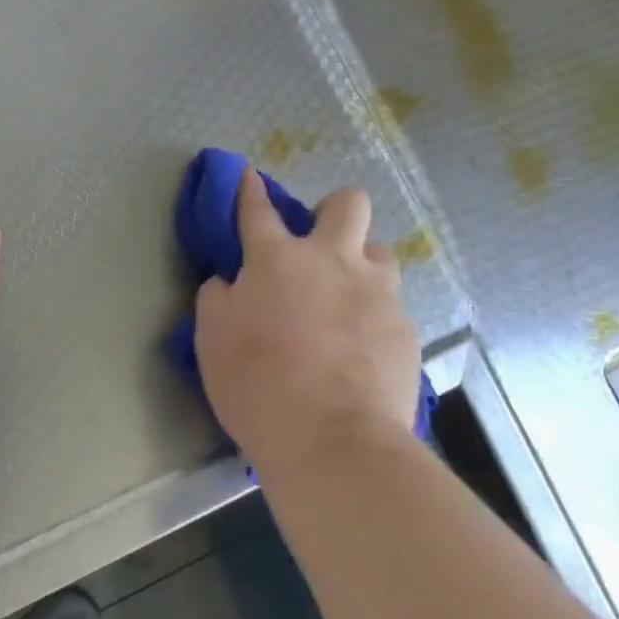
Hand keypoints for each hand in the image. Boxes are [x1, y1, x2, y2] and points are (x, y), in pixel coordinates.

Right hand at [194, 172, 421, 475]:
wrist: (333, 441)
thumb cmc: (258, 386)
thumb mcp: (212, 340)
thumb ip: (218, 298)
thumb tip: (229, 281)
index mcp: (277, 259)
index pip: (258, 209)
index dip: (250, 189)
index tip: (250, 177)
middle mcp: (332, 261)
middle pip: (347, 204)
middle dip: (333, 210)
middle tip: (320, 243)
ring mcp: (376, 292)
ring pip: (380, 252)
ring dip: (362, 265)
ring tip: (349, 299)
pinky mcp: (406, 328)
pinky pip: (392, 306)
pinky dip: (375, 317)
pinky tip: (364, 351)